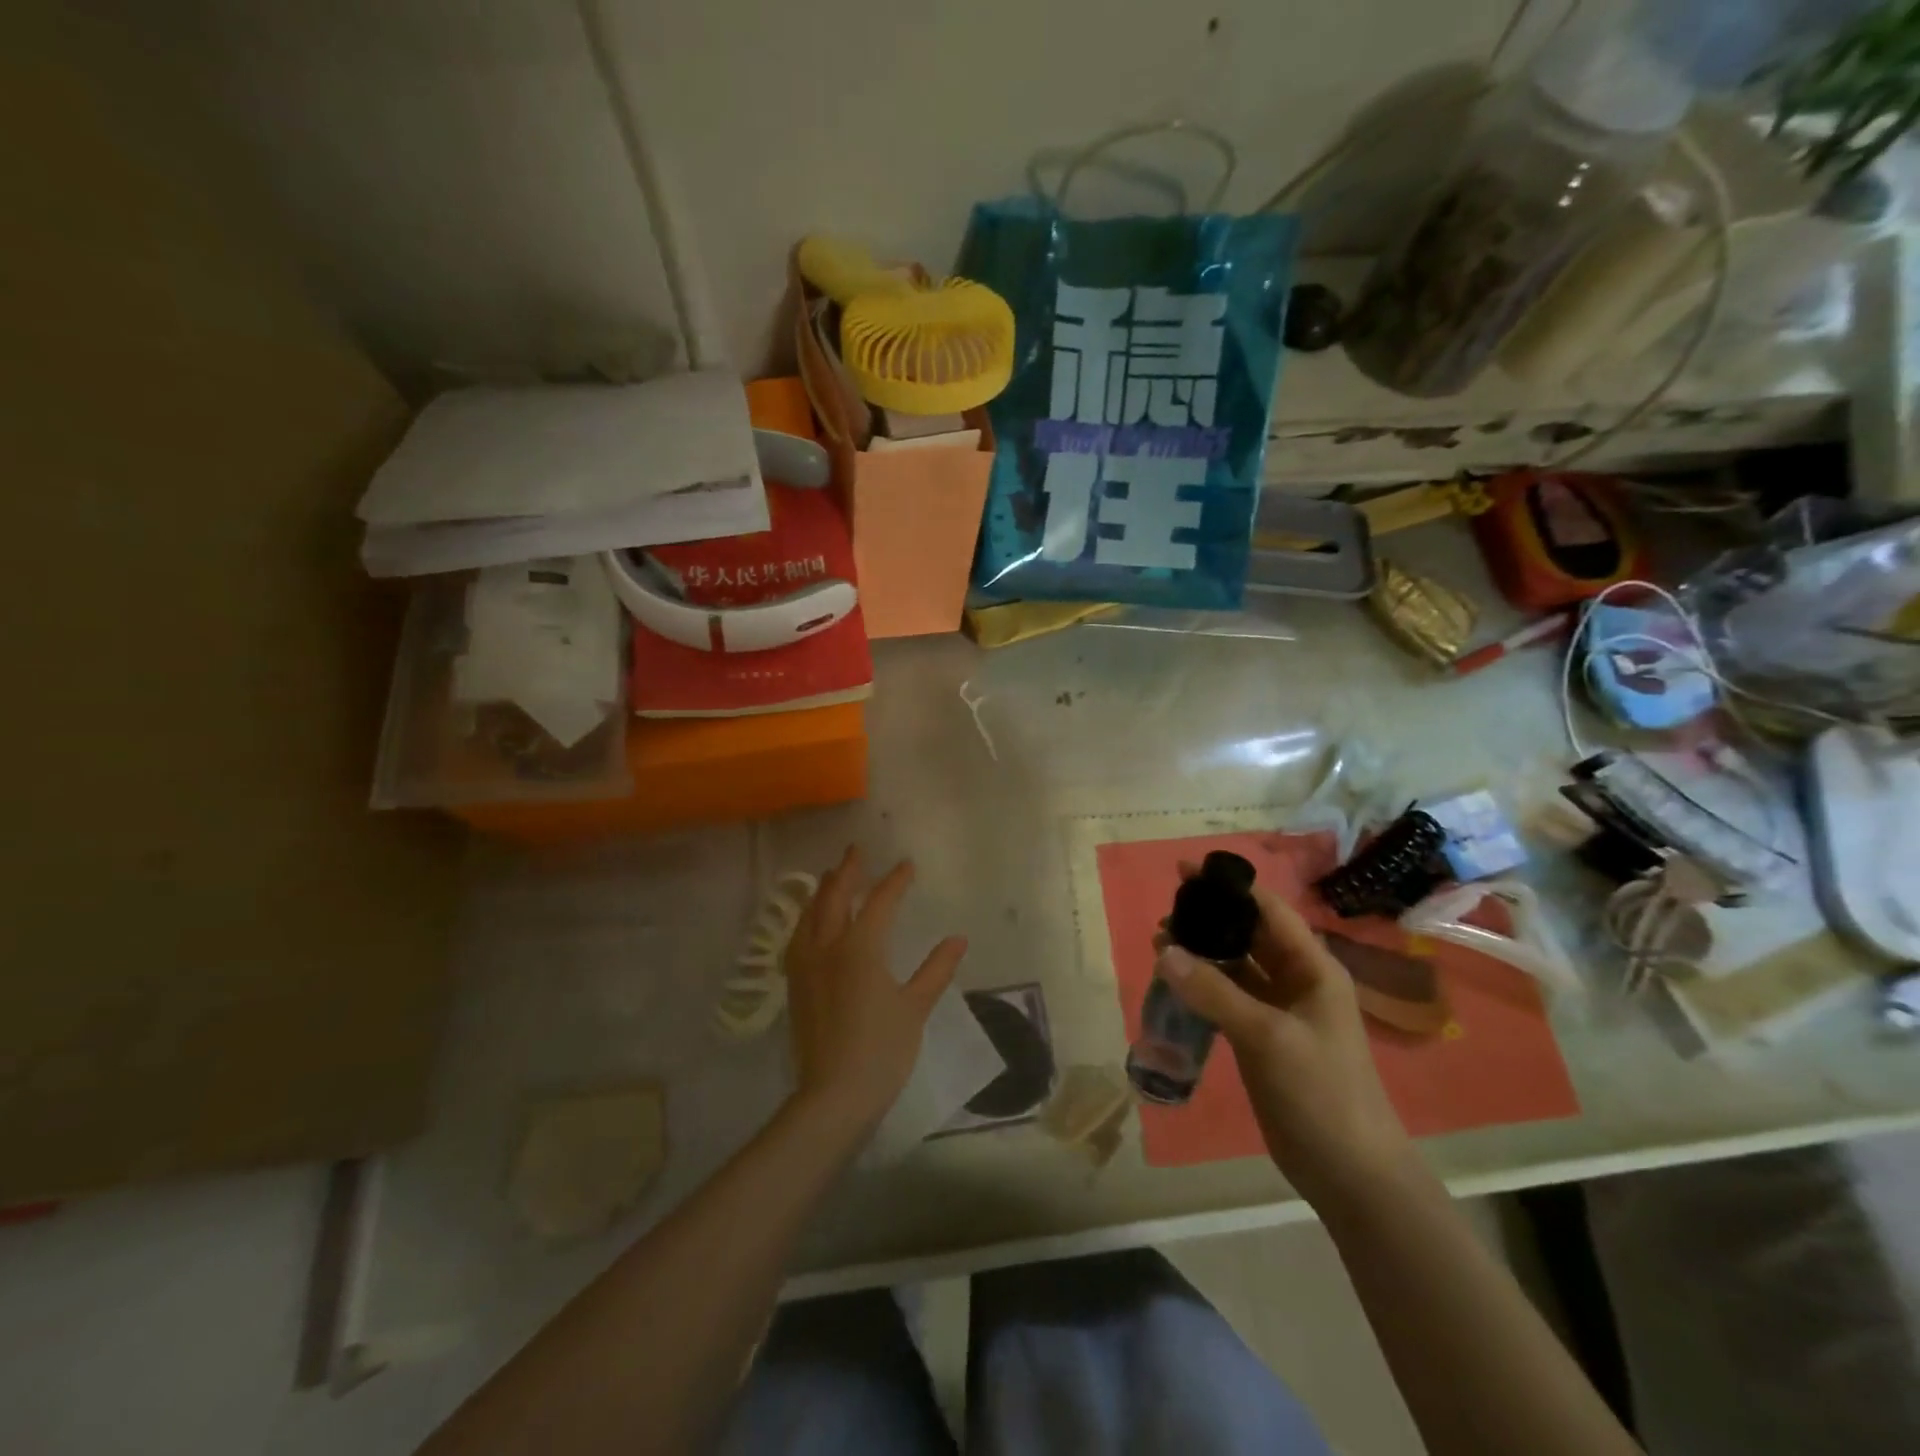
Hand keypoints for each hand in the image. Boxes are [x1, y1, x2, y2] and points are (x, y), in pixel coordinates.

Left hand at [784, 846, 967, 1132]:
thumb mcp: (915, 1007)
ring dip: (823, 890)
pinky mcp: (795, 983)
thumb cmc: (881, 1049)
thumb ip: (936, 969)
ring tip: (831, 877)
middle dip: (848, 871)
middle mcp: (828, 946)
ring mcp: (806, 964)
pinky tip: (810, 922)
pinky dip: (807, 917)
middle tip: (856, 851)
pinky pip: (798, 936)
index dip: (895, 881)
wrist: (833, 1094)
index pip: (880, 902)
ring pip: (811, 914)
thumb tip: (958, 939)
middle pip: (835, 896)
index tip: (906, 865)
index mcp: (861, 947)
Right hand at [1157, 865, 1411, 1204]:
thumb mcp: (1268, 1036)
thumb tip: (1164, 950)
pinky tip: (1174, 981)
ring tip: (1159, 942)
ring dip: (1203, 953)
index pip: (1269, 910)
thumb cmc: (1321, 1092)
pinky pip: (1229, 998)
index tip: (1187, 869)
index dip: (1231, 887)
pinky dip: (1203, 986)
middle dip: (1210, 919)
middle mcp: (1297, 981)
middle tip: (1165, 910)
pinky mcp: (1262, 1037)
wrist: (1349, 1171)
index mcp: (1313, 968)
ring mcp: (1279, 1011)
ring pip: (1236, 967)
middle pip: (1250, 935)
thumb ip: (1215, 992)